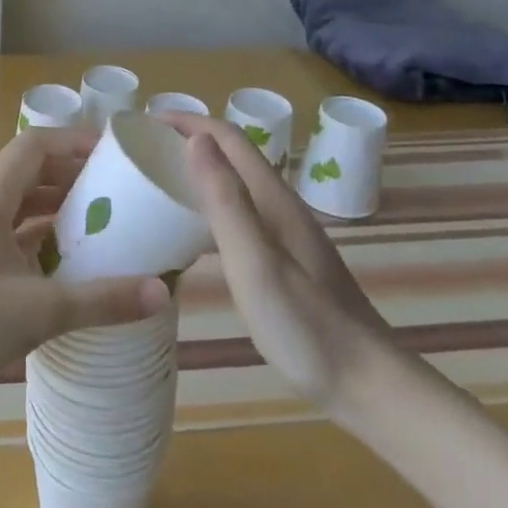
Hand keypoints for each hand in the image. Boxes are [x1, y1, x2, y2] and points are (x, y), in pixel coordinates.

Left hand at [0, 127, 171, 416]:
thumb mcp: (38, 310)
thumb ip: (101, 300)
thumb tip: (162, 291)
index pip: (36, 145)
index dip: (76, 141)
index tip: (118, 154)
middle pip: (33, 174)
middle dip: (77, 178)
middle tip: (124, 194)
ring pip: (25, 210)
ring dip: (62, 213)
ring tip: (110, 228)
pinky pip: (17, 241)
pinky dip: (46, 245)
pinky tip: (75, 269)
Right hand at [159, 114, 401, 412]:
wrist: (367, 386)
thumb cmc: (305, 325)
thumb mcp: (255, 262)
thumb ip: (226, 201)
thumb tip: (196, 140)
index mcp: (273, 199)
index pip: (227, 138)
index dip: (187, 121)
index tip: (143, 123)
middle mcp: (279, 207)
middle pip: (230, 156)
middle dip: (186, 142)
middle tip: (140, 153)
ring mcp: (284, 235)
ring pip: (233, 186)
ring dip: (195, 174)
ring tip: (153, 186)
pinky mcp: (283, 261)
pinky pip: (236, 216)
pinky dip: (206, 209)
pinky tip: (186, 235)